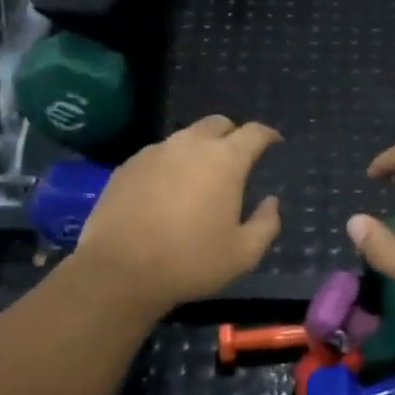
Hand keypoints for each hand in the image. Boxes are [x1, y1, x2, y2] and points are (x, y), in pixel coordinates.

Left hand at [72, 117, 281, 313]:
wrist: (120, 271)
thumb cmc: (190, 262)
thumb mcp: (243, 254)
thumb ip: (266, 224)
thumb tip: (270, 202)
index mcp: (224, 161)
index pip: (253, 133)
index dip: (268, 135)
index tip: (274, 142)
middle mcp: (189, 145)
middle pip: (217, 124)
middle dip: (232, 135)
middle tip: (237, 158)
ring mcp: (154, 152)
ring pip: (185, 138)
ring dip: (199, 149)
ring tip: (200, 177)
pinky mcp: (127, 166)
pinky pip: (158, 155)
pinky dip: (171, 164)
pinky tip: (168, 191)